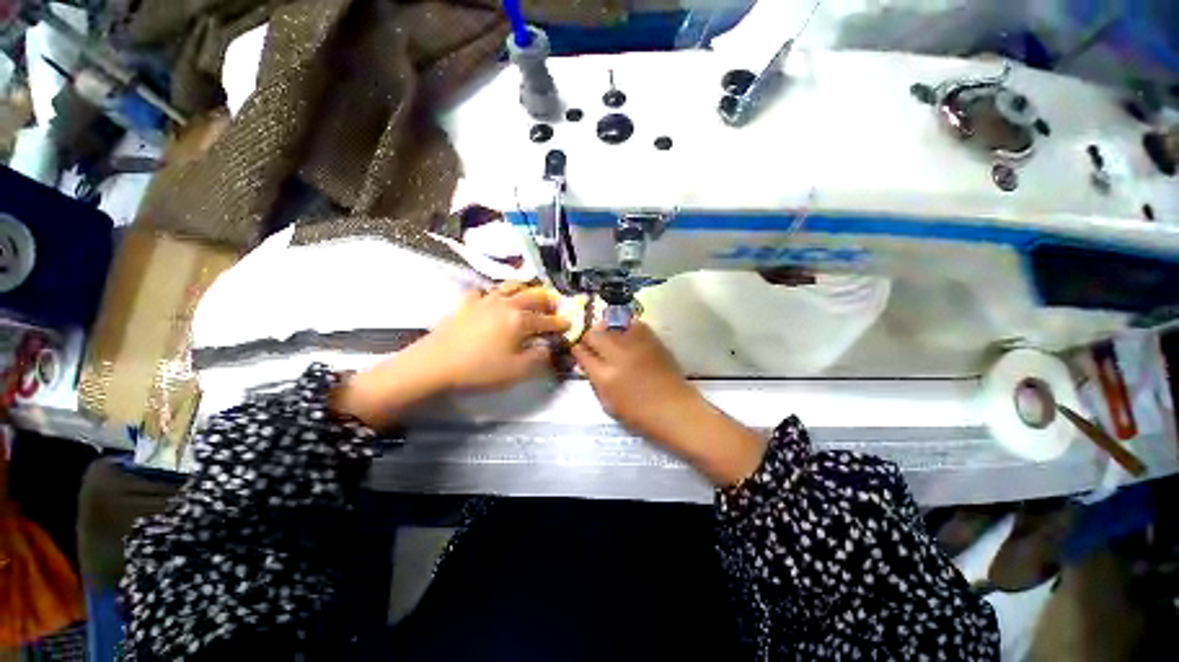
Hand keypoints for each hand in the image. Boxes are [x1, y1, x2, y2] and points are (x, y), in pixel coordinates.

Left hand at [418, 283, 569, 389]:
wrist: (435, 364)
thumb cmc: (479, 369)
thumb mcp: (516, 371)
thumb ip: (539, 358)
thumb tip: (548, 347)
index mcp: (520, 319)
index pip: (547, 320)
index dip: (560, 323)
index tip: (569, 324)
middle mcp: (506, 304)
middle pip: (533, 295)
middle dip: (548, 300)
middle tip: (555, 306)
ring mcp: (485, 300)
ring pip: (510, 286)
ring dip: (525, 289)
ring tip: (530, 295)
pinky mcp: (467, 303)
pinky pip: (484, 291)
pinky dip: (494, 293)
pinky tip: (493, 300)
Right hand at [572, 321, 766, 485]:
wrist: (675, 410)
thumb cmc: (640, 415)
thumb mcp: (608, 404)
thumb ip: (594, 381)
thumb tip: (587, 363)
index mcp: (605, 377)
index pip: (581, 353)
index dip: (577, 350)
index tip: (578, 350)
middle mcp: (618, 356)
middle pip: (593, 334)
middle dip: (588, 337)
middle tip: (592, 344)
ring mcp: (636, 345)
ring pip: (611, 323)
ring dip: (605, 328)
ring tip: (608, 336)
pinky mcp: (652, 339)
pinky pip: (632, 323)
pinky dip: (624, 326)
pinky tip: (625, 335)